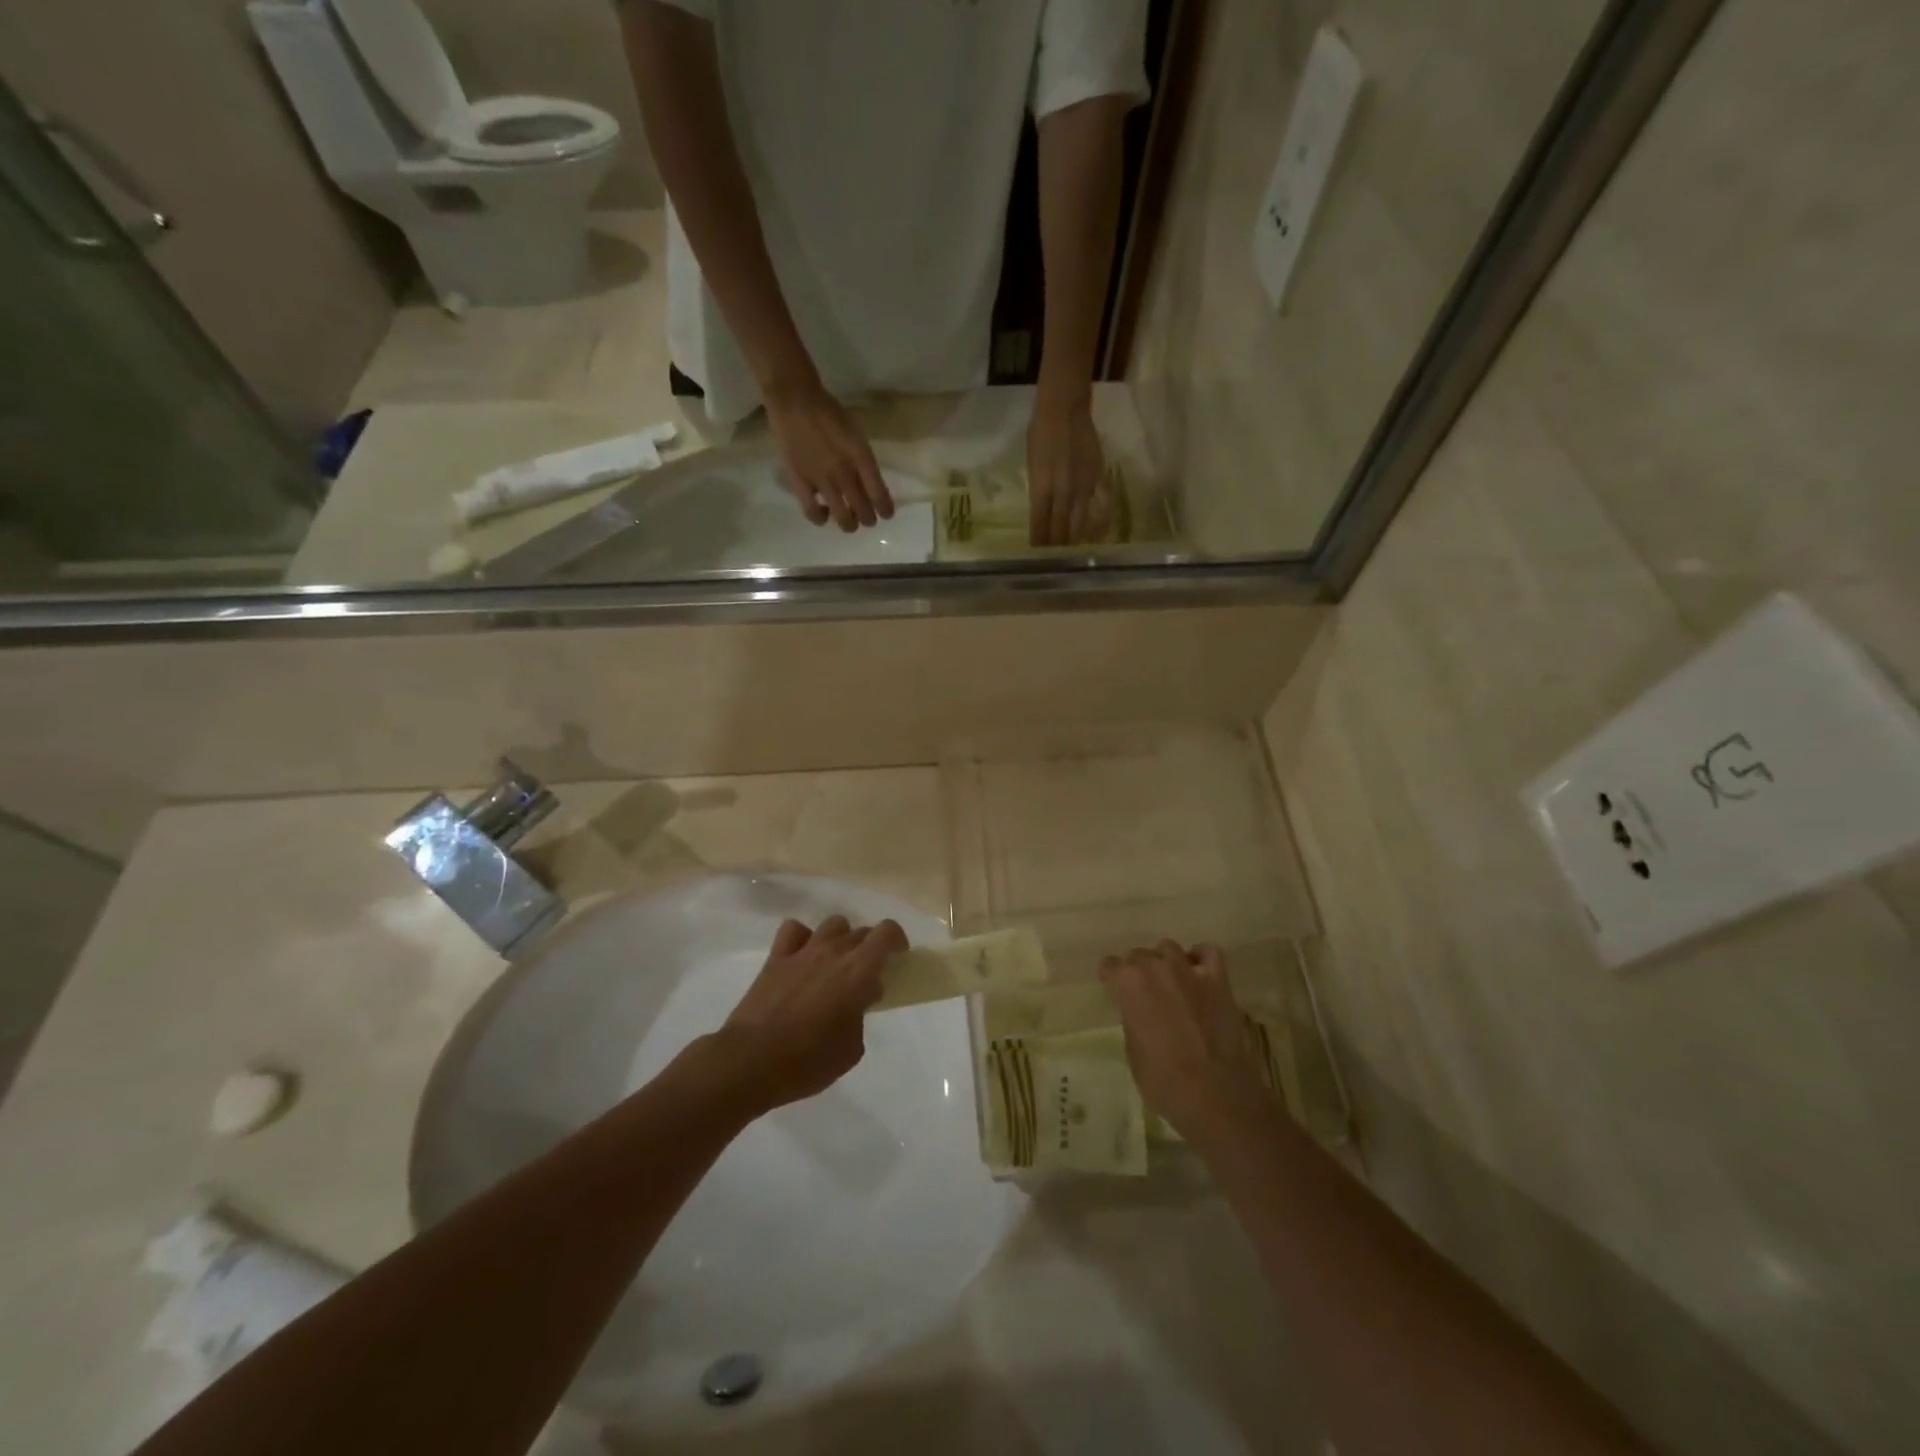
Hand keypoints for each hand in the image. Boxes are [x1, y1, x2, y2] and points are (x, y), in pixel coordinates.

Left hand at [715, 916, 906, 1112]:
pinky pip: (794, 930)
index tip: (898, 957)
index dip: (897, 940)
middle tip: (867, 975)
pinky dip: (803, 938)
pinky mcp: (775, 959)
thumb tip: (857, 1002)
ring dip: (841, 939)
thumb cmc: (807, 1062)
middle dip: (870, 948)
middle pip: (861, 931)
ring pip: (832, 925)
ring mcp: (802, 952)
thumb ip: (860, 1018)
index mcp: (858, 972)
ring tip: (836, 963)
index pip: (887, 933)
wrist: (750, 1062)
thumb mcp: (851, 1049)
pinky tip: (803, 957)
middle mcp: (833, 952)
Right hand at [764, 382, 894, 531]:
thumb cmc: (829, 412)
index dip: (885, 509)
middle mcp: (845, 473)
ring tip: (849, 522)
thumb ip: (864, 461)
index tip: (886, 514)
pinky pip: (812, 512)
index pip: (879, 494)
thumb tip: (869, 485)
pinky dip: (821, 518)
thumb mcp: (856, 435)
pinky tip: (823, 514)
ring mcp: (822, 481)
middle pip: (863, 511)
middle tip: (867, 519)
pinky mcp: (800, 483)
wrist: (795, 399)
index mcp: (861, 458)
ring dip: (849, 524)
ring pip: (842, 517)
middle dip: (869, 519)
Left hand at [1026, 396, 1111, 546]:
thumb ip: (1038, 489)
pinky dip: (1098, 523)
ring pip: (1080, 522)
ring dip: (1076, 539)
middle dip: (1057, 546)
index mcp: (1041, 487)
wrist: (1065, 408)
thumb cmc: (1041, 433)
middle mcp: (1063, 491)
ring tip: (1074, 554)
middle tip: (1055, 561)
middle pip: (1061, 527)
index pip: (1040, 523)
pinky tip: (1097, 534)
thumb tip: (1042, 510)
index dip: (1039, 541)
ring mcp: (1083, 486)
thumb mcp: (1032, 465)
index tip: (1037, 555)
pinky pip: (1100, 506)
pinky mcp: (1098, 478)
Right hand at [1099, 941, 1268, 1142]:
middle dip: (1137, 970)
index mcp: (1127, 984)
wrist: (1214, 1095)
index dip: (1110, 977)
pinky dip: (1201, 957)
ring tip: (1169, 980)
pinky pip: (1209, 952)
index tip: (1112, 988)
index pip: (1110, 965)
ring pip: (1168, 948)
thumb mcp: (1133, 1052)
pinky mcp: (1218, 981)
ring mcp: (1188, 971)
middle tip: (1142, 992)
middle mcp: (1155, 967)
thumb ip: (1133, 1020)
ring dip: (1164, 961)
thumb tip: (1140, 1013)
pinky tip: (1198, 971)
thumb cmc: (1163, 1081)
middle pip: (1139, 955)